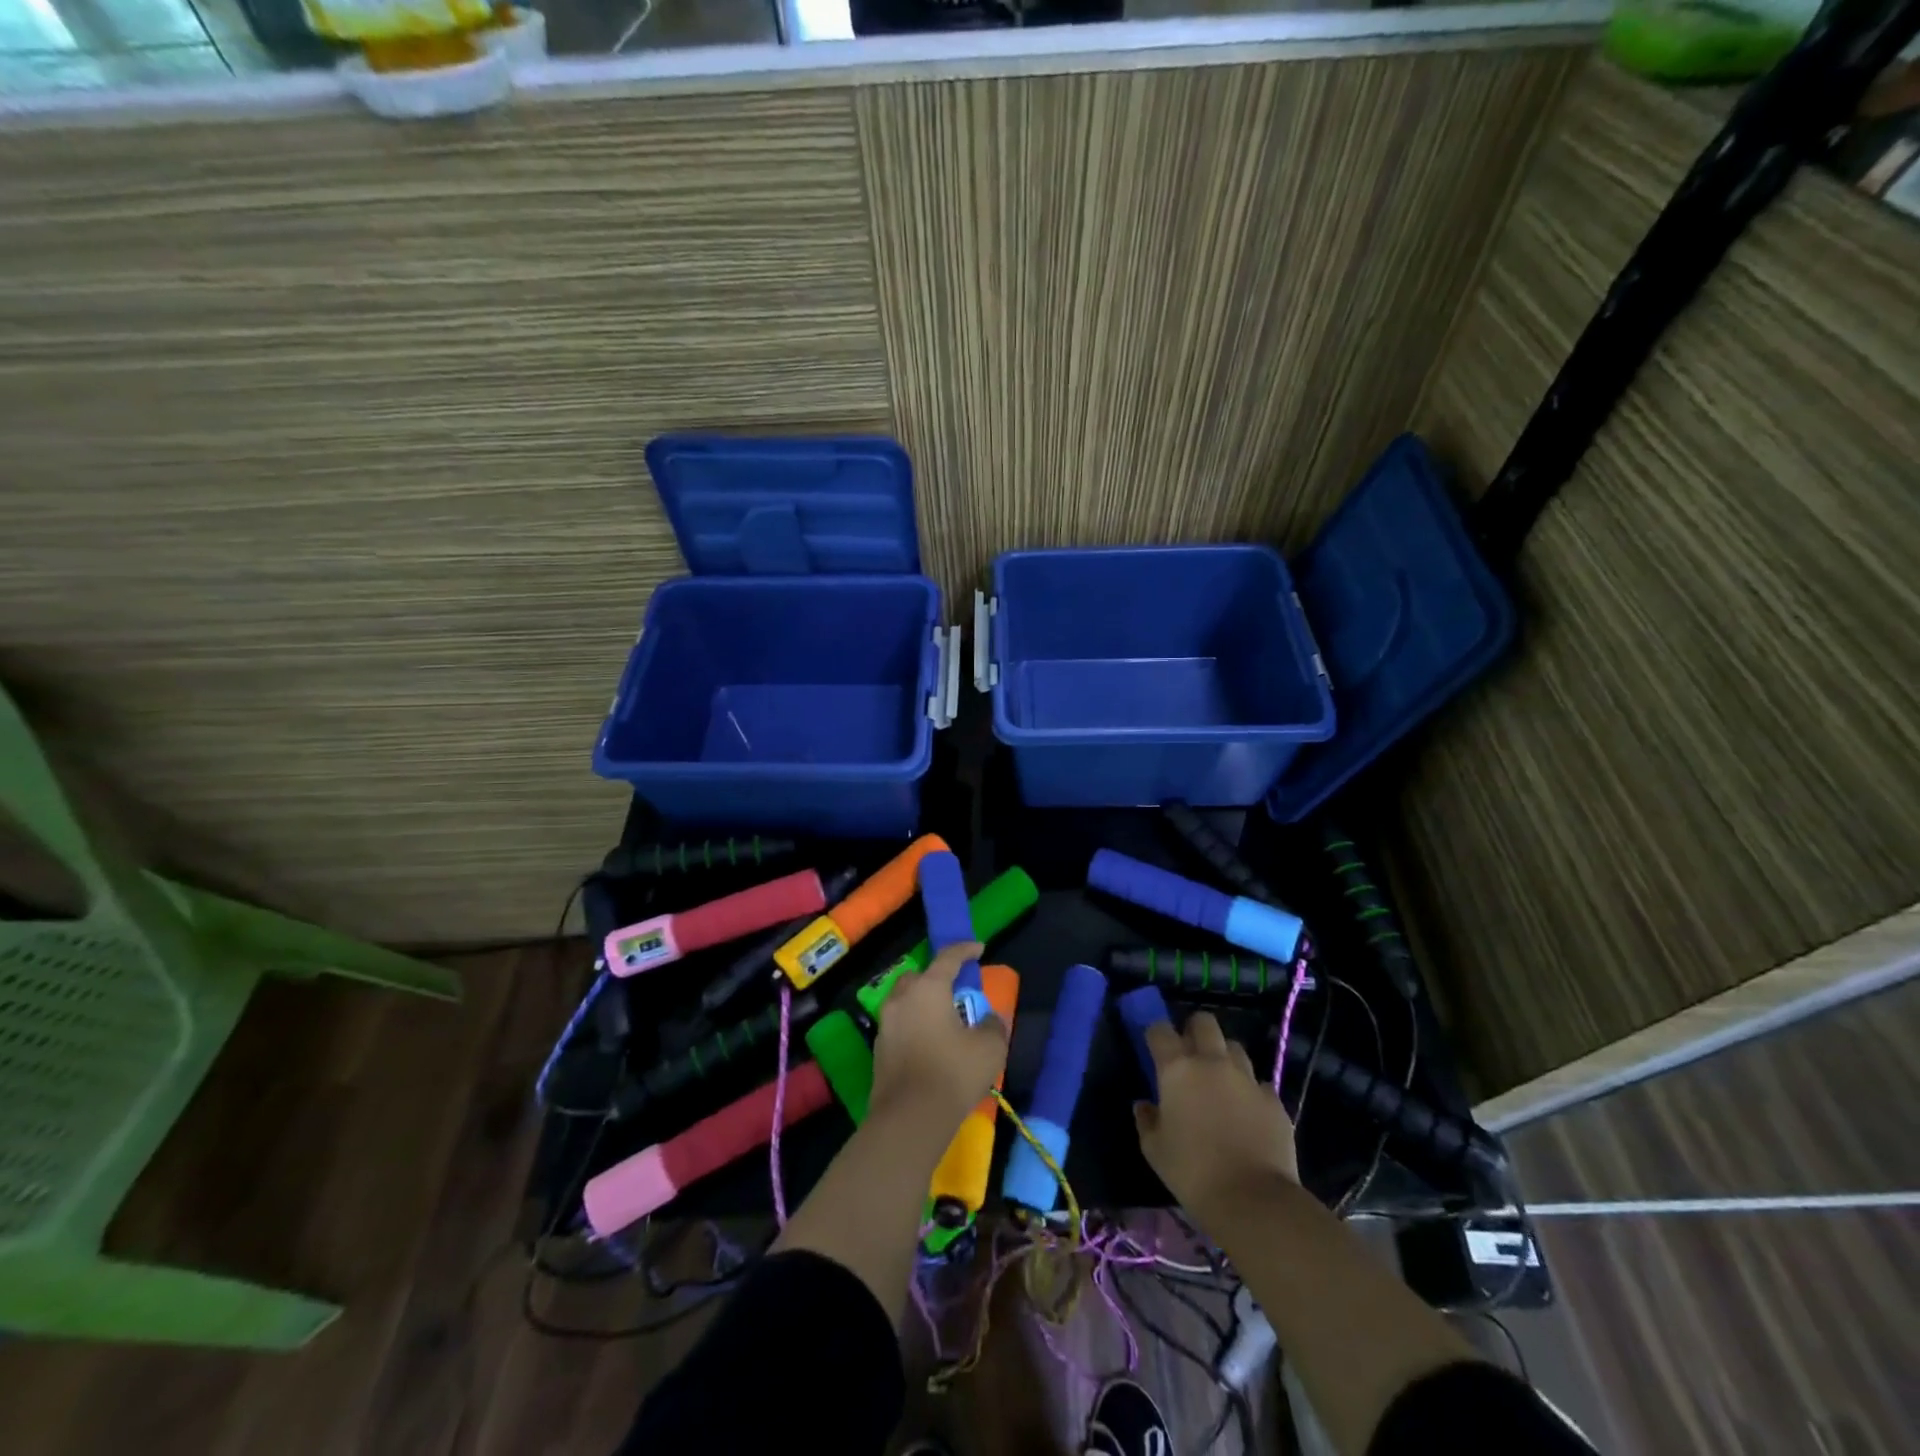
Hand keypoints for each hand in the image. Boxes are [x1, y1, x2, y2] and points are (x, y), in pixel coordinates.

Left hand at [869, 942, 1008, 1131]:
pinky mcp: (878, 1049)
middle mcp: (902, 998)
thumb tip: (990, 1019)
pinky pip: (900, 1025)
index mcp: (928, 988)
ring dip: (924, 1003)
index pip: (948, 957)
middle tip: (956, 990)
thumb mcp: (990, 1048)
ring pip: (906, 1001)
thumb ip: (993, 1025)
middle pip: (920, 977)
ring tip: (945, 1019)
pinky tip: (930, 1044)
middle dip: (937, 977)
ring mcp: (886, 1024)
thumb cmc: (953, 1073)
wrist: (909, 1118)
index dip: (965, 950)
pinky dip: (915, 1026)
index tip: (978, 949)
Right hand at [1135, 1011, 1297, 1215]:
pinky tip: (1246, 1111)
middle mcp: (1212, 1063)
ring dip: (1224, 1057)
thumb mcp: (1155, 1150)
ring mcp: (1247, 1079)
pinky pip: (1259, 1083)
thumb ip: (1146, 1120)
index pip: (1160, 1030)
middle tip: (1189, 1053)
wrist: (1253, 1200)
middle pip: (1204, 1022)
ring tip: (1220, 1081)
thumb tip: (1144, 1106)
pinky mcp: (1273, 1100)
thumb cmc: (1192, 1172)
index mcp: (1178, 1069)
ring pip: (1234, 1048)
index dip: (1155, 1035)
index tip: (1154, 1048)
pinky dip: (1250, 1090)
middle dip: (1194, 1030)